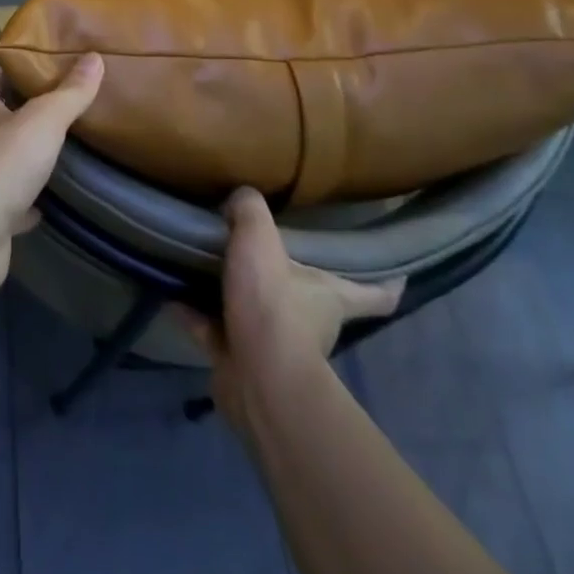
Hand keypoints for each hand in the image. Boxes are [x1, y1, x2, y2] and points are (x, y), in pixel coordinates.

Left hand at [0, 53, 103, 305]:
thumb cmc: (4, 163)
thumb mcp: (44, 119)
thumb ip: (70, 92)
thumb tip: (95, 57)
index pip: (2, 79)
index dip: (28, 71)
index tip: (61, 68)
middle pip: (8, 119)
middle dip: (36, 115)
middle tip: (76, 107)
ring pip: (11, 160)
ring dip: (34, 157)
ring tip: (73, 149)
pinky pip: (16, 200)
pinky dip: (33, 199)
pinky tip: (57, 199)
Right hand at [181, 188, 403, 429]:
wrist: (256, 376)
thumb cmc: (272, 303)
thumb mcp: (259, 238)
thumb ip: (250, 209)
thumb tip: (241, 197)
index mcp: (331, 296)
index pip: (376, 293)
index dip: (389, 282)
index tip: (400, 274)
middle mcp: (312, 323)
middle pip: (312, 300)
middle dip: (292, 280)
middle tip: (267, 253)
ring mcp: (276, 347)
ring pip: (259, 315)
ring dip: (236, 297)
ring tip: (205, 267)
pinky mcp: (242, 362)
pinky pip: (216, 332)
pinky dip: (197, 317)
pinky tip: (173, 296)